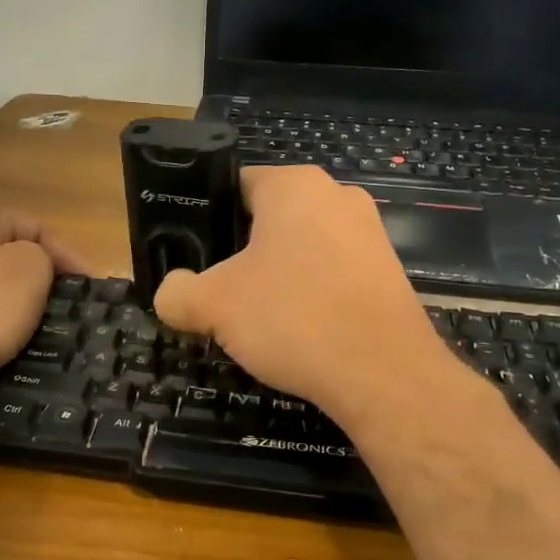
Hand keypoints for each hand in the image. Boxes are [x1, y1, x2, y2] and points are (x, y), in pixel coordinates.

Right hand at [152, 166, 459, 427]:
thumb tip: (171, 294)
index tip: (193, 257)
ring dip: (276, 278)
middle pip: (269, 220)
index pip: (235, 186)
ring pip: (302, 249)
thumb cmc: (293, 318)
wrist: (384, 374)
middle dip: (241, 254)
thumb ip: (176, 293)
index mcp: (294, 185)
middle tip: (218, 293)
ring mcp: (370, 234)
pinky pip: (333, 275)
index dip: (207, 220)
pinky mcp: (389, 273)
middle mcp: (337, 195)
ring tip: (257, 319)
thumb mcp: (212, 305)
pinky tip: (299, 333)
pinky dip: (311, 297)